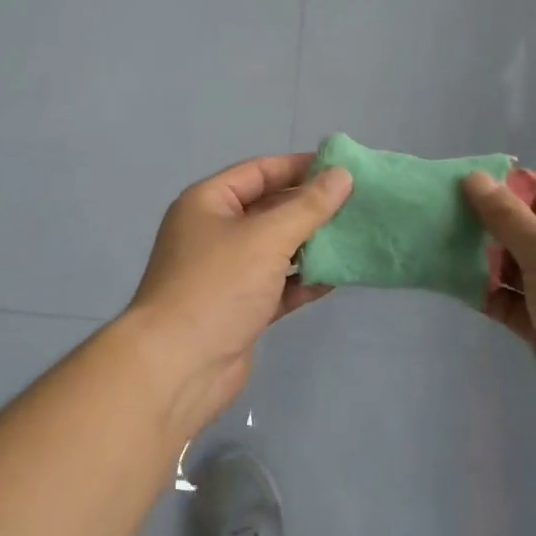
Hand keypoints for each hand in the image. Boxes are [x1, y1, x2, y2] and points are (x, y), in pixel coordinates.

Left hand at [125, 153, 352, 436]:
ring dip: (311, 244)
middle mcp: (214, 232)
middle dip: (310, 207)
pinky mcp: (239, 308)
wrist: (177, 368)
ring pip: (276, 248)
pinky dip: (303, 280)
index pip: (260, 172)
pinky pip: (278, 285)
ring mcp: (226, 273)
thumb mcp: (266, 237)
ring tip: (355, 236)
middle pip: (269, 209)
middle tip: (358, 203)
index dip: (300, 167)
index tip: (342, 168)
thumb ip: (308, 206)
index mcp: (208, 202)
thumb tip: (342, 174)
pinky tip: (337, 277)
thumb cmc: (217, 286)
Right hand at [462, 171, 535, 455]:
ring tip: (437, 246)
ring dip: (480, 258)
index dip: (504, 186)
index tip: (458, 184)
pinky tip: (450, 282)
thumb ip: (507, 216)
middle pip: (525, 229)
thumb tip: (474, 179)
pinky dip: (485, 292)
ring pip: (514, 266)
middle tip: (438, 215)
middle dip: (486, 223)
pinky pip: (509, 301)